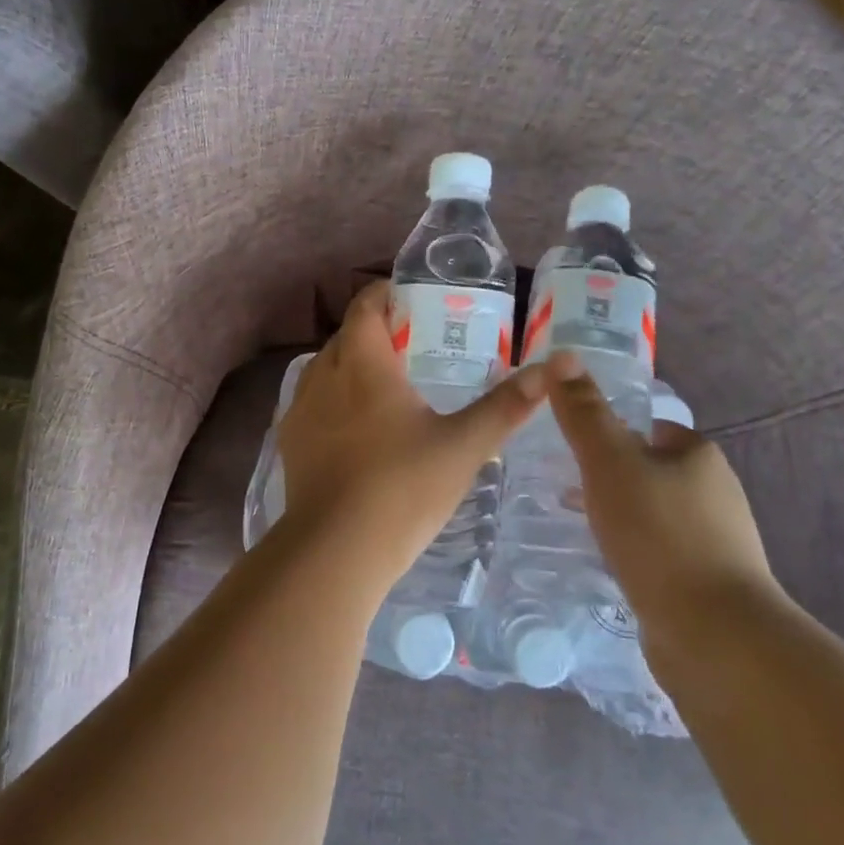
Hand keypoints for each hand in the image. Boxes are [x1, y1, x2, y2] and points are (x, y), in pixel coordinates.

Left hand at [276, 282, 548, 588]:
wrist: (336, 549)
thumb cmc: (403, 488)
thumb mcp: (464, 446)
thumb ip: (506, 406)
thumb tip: (553, 367)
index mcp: (363, 364)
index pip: (366, 306)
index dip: (385, 295)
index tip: (410, 299)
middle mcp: (324, 376)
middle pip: (346, 335)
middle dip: (374, 331)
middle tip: (411, 344)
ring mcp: (301, 410)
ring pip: (324, 368)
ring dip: (351, 365)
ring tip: (385, 384)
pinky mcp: (290, 441)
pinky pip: (312, 402)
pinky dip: (334, 398)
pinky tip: (355, 426)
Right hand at [544, 351, 782, 644]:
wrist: (713, 633)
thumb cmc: (658, 535)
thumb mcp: (610, 463)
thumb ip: (584, 413)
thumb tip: (563, 355)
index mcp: (698, 456)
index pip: (648, 428)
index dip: (608, 432)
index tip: (570, 448)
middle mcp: (715, 492)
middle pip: (650, 470)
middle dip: (609, 476)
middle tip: (561, 486)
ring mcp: (716, 540)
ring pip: (653, 512)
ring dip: (618, 514)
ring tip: (576, 526)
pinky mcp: (708, 581)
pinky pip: (659, 550)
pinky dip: (632, 549)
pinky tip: (608, 564)